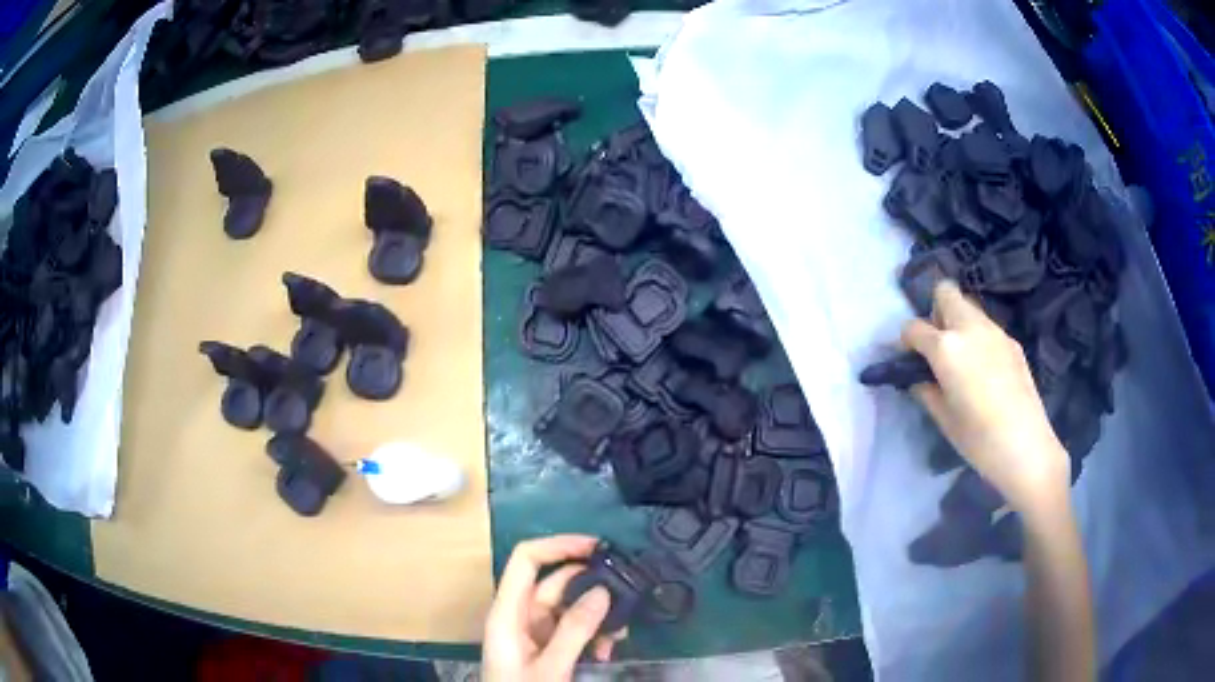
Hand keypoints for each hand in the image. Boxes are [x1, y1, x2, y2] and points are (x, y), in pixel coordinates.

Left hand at [483, 535, 625, 681]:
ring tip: (620, 635)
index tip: (598, 547)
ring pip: (570, 607)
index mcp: (507, 612)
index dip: (558, 545)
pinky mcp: (547, 647)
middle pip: (555, 583)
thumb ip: (574, 630)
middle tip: (627, 596)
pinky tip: (608, 650)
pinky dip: (594, 634)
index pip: (526, 559)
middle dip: (592, 587)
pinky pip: (574, 628)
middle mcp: (519, 615)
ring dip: (598, 616)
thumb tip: (603, 590)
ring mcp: (533, 631)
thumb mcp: (550, 667)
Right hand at [902, 280, 1069, 512]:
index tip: (909, 359)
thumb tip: (918, 378)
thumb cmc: (977, 438)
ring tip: (962, 359)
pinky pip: (987, 327)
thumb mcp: (943, 417)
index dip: (906, 342)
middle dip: (935, 312)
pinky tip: (985, 371)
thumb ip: (926, 389)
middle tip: (937, 346)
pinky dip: (978, 338)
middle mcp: (969, 327)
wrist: (1025, 446)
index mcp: (946, 347)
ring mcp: (995, 331)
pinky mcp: (1012, 342)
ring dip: (958, 322)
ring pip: (969, 307)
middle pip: (945, 293)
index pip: (914, 327)